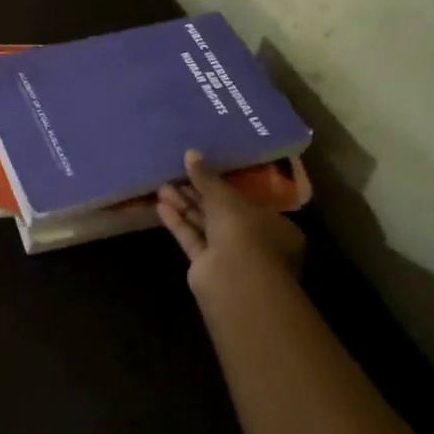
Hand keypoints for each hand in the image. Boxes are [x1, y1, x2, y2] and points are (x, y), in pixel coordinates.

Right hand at [157, 150, 306, 298]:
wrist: (235, 280)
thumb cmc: (244, 232)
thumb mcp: (226, 198)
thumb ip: (207, 178)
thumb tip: (191, 153)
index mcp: (273, 223)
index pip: (246, 200)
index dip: (223, 185)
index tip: (202, 172)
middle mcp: (254, 240)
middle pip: (221, 212)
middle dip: (197, 194)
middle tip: (176, 175)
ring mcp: (230, 255)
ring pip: (204, 226)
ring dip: (184, 207)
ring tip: (162, 187)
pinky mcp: (207, 267)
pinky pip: (192, 239)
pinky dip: (179, 224)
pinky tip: (161, 206)